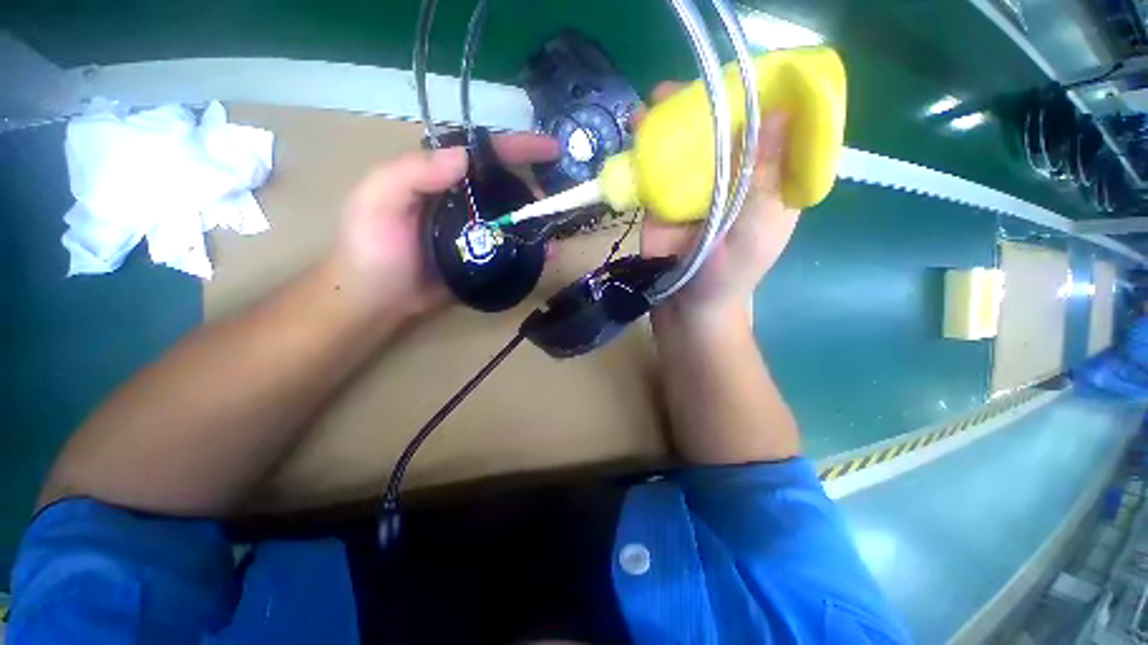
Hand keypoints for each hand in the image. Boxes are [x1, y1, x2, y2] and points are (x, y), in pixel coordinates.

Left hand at [332, 134, 558, 319]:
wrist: (378, 302)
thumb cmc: (372, 250)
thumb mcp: (377, 202)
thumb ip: (412, 173)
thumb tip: (464, 157)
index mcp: (438, 178)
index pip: (481, 154)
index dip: (517, 147)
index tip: (551, 149)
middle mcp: (461, 200)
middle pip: (504, 184)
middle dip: (532, 186)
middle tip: (551, 200)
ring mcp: (476, 232)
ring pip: (513, 217)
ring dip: (536, 218)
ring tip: (554, 225)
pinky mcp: (484, 258)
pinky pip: (513, 249)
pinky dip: (532, 249)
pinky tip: (548, 253)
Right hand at [640, 82, 798, 327]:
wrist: (685, 305)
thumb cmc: (727, 275)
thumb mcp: (755, 230)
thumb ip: (765, 178)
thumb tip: (783, 112)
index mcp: (768, 183)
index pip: (775, 130)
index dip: (764, 98)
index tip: (743, 76)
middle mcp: (734, 178)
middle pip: (726, 129)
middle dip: (707, 104)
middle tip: (685, 89)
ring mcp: (697, 188)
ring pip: (689, 143)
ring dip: (671, 121)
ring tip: (652, 104)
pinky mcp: (666, 200)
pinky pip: (659, 167)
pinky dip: (647, 148)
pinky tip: (635, 131)